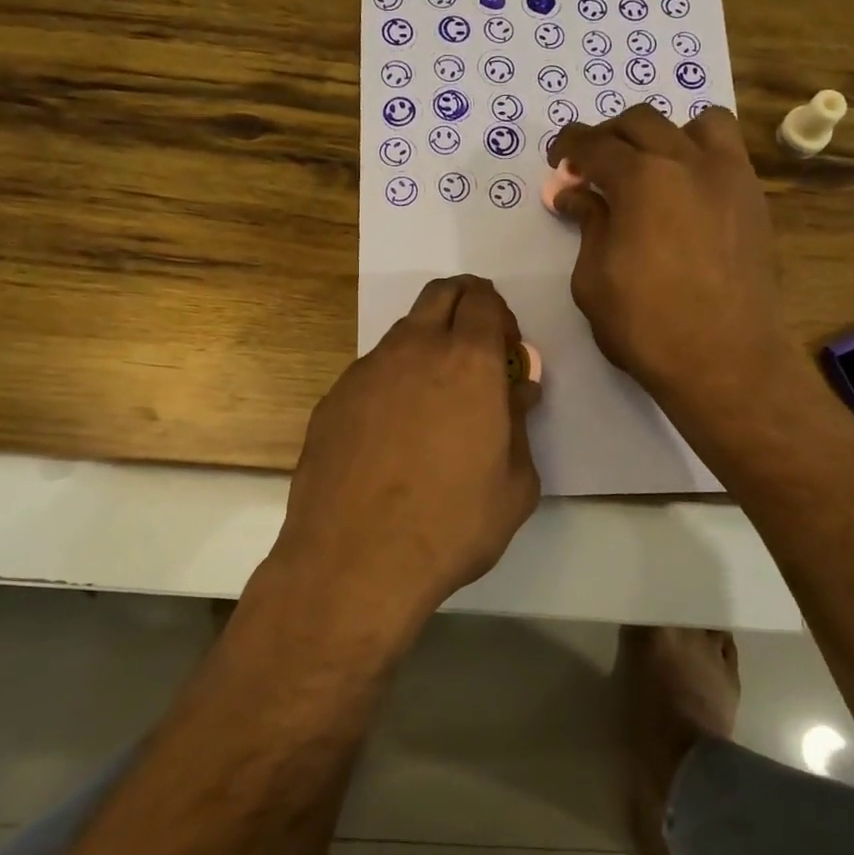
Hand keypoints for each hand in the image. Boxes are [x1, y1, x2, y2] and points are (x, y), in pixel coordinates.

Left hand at [272, 275, 540, 619]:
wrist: (356, 560)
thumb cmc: (452, 524)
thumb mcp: (515, 484)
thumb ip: (520, 425)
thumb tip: (517, 391)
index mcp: (469, 361)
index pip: (485, 300)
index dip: (500, 316)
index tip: (506, 351)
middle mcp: (415, 350)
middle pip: (441, 294)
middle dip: (465, 304)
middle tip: (477, 349)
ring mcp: (366, 370)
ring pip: (403, 332)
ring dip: (427, 345)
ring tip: (435, 401)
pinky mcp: (333, 399)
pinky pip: (372, 372)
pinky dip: (392, 382)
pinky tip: (393, 433)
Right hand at [549, 106, 799, 444]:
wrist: (725, 359)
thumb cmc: (646, 326)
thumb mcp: (594, 279)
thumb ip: (588, 225)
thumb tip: (576, 195)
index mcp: (641, 180)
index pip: (595, 145)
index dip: (569, 147)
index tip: (557, 160)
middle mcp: (688, 162)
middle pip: (642, 122)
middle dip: (608, 136)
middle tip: (591, 165)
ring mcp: (730, 177)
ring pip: (698, 123)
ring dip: (664, 134)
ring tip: (649, 165)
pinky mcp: (754, 200)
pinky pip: (728, 153)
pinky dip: (700, 155)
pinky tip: (685, 190)